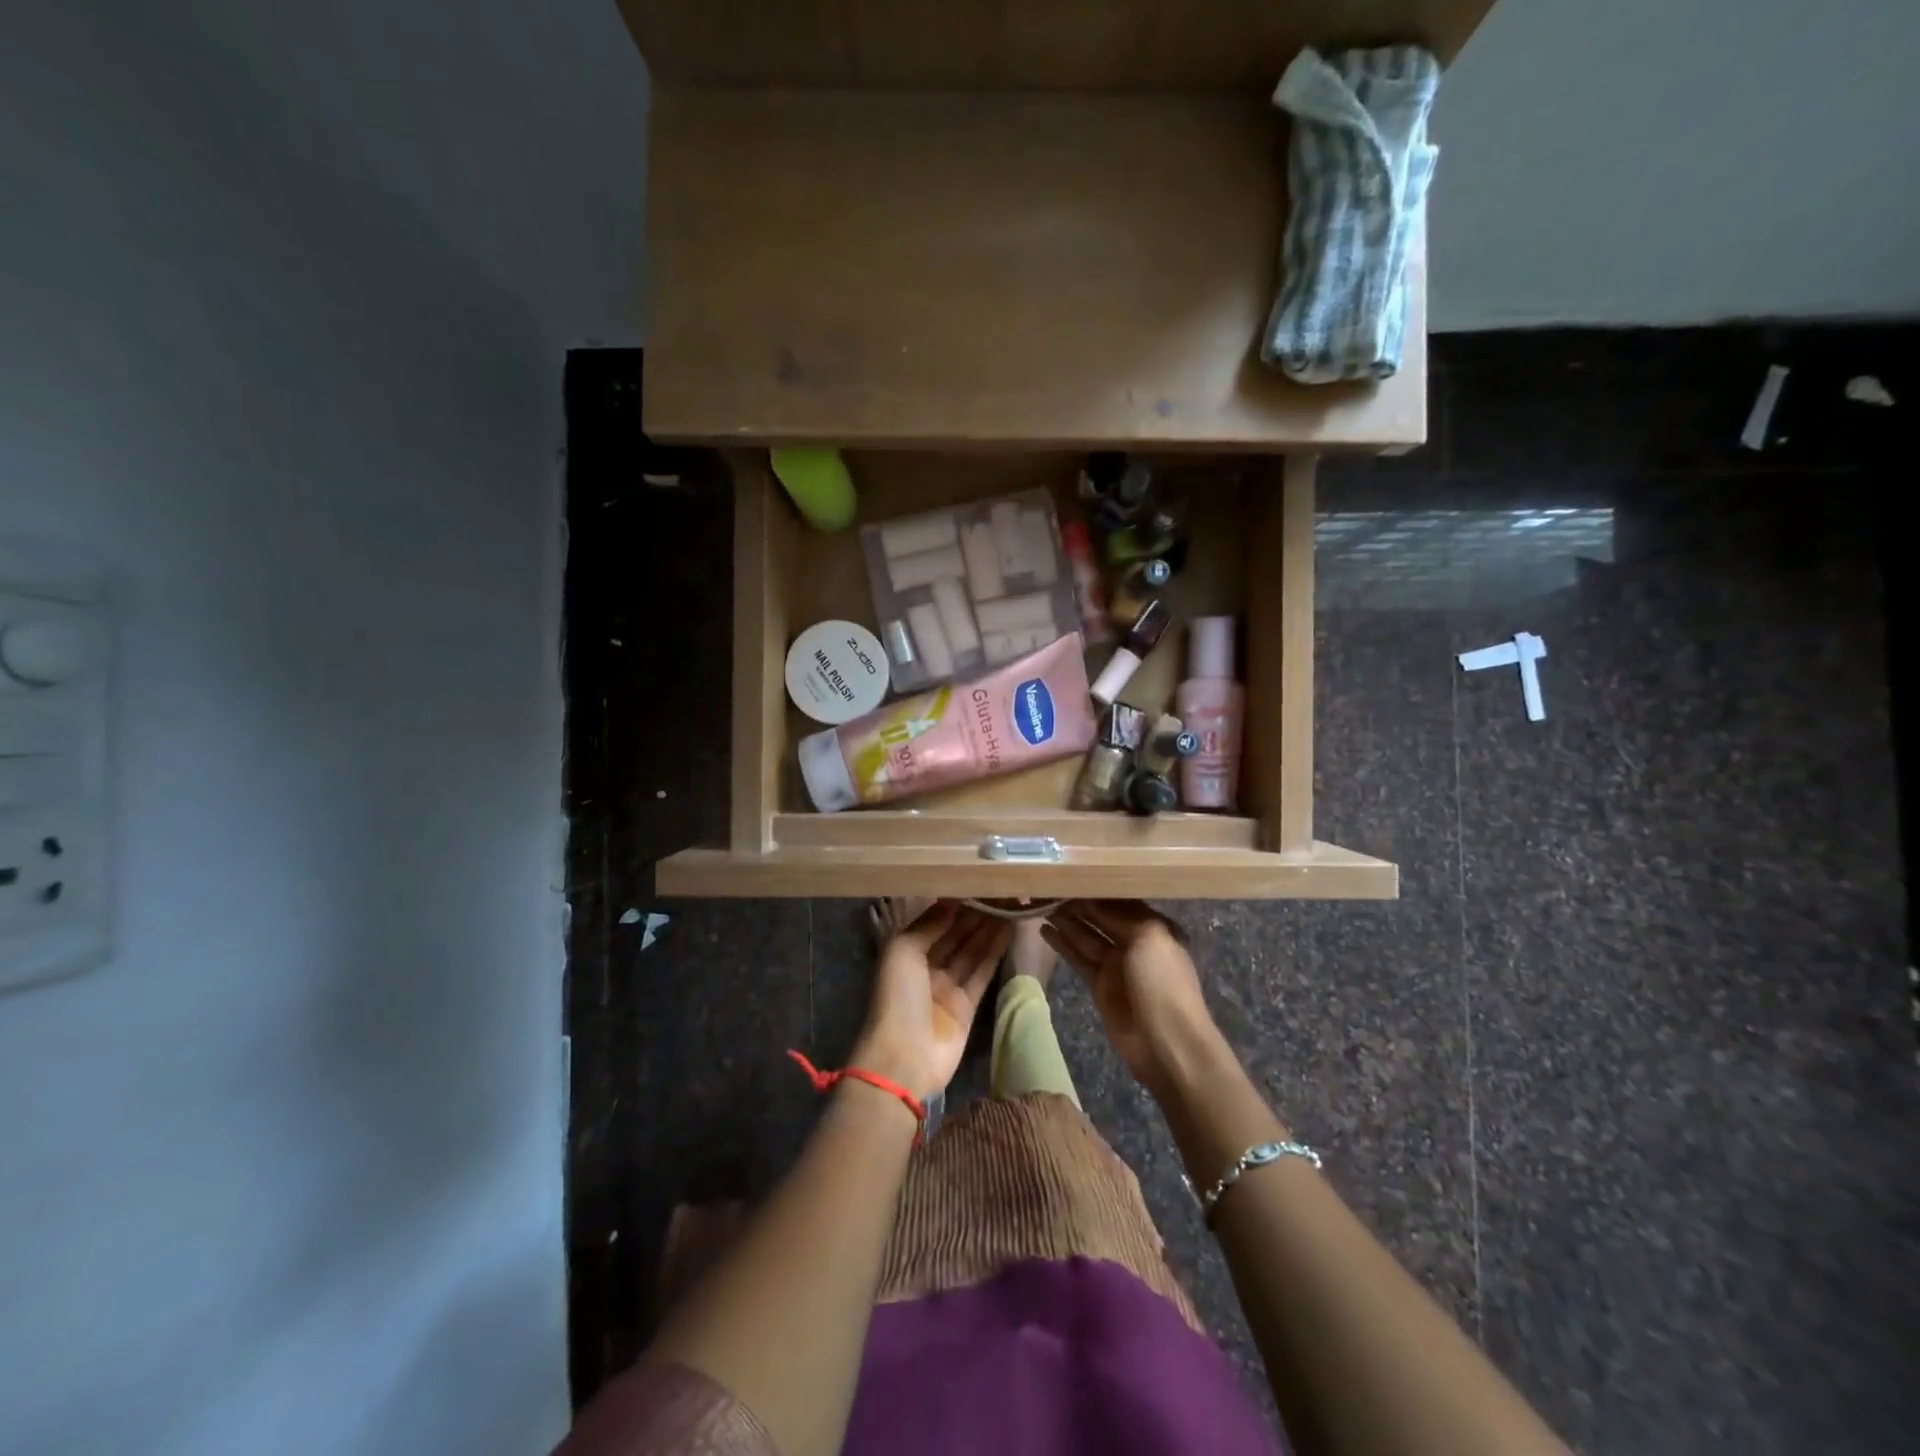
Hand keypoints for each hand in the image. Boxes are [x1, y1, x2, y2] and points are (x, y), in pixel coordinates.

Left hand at [852, 902, 1009, 1099]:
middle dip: (974, 915)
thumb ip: (929, 925)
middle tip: (999, 892)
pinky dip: (994, 952)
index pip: (933, 922)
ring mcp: (947, 987)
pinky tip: (1008, 931)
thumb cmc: (897, 997)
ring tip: (1009, 905)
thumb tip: (952, 901)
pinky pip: (982, 973)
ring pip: (971, 951)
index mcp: (905, 952)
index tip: (976, 884)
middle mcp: (926, 967)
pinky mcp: (967, 1006)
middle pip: (954, 935)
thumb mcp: (903, 950)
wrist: (904, 1057)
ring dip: (988, 930)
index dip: (954, 905)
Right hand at [1042, 900, 1226, 1097]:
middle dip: (1078, 902)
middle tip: (1048, 886)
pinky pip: (1078, 958)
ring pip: (1086, 935)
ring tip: (1040, 902)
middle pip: (1100, 917)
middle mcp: (1134, 941)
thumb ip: (1119, 915)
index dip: (1096, 888)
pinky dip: (1062, 944)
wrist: (1166, 1042)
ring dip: (1066, 920)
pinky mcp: (1099, 984)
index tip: (1070, 874)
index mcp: (1153, 926)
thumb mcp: (1148, 937)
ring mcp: (1115, 964)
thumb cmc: (1162, 982)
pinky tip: (1044, 929)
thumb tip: (1090, 899)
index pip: (1120, 900)